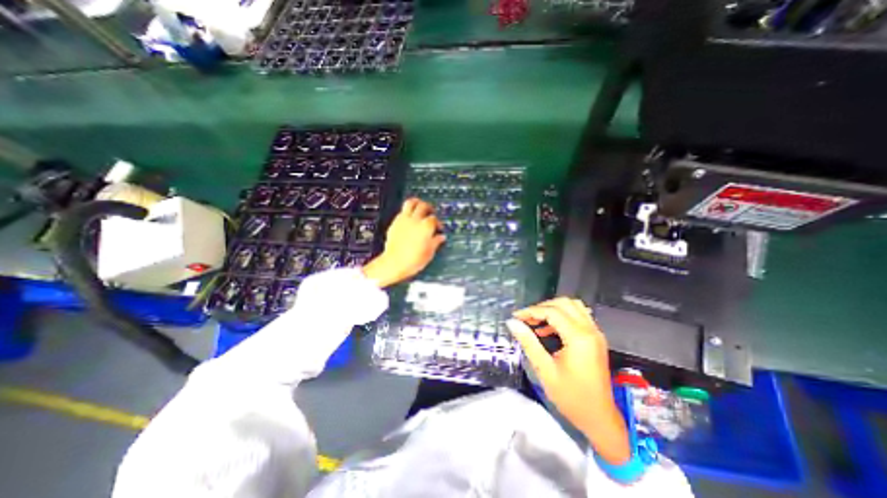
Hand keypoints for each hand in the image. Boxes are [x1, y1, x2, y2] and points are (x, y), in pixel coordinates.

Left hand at [360, 197, 443, 288]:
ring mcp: (404, 220)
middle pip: (424, 206)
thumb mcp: (429, 253)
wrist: (394, 263)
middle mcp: (415, 220)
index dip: (438, 223)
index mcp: (426, 227)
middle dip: (429, 208)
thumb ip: (436, 242)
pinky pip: (402, 211)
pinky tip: (410, 218)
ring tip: (420, 207)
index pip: (434, 219)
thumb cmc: (413, 260)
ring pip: (411, 203)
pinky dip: (408, 212)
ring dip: (417, 203)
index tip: (439, 228)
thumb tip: (441, 237)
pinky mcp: (395, 223)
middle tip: (431, 212)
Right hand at [506, 297, 629, 463]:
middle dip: (542, 307)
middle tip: (526, 318)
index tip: (516, 316)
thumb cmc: (571, 398)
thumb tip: (513, 323)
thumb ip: (528, 342)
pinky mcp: (595, 338)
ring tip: (536, 321)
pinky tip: (548, 329)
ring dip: (553, 309)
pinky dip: (562, 316)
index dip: (531, 311)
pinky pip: (578, 316)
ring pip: (573, 306)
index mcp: (579, 338)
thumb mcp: (545, 370)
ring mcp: (595, 333)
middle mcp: (590, 331)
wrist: (599, 419)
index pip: (552, 312)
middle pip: (564, 303)